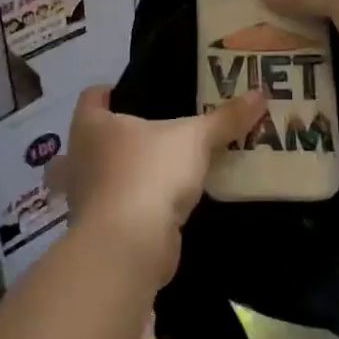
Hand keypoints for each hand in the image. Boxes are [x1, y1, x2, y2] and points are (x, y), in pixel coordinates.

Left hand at [47, 86, 267, 286]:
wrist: (129, 246)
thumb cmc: (150, 173)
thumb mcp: (195, 139)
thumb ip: (225, 118)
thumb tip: (260, 93)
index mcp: (91, 126)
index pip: (92, 97)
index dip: (110, 92)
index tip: (134, 93)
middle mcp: (78, 158)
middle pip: (92, 139)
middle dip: (114, 138)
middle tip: (151, 133)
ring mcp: (84, 199)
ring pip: (100, 177)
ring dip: (121, 175)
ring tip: (157, 169)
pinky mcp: (99, 231)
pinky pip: (115, 209)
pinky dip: (133, 207)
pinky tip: (161, 205)